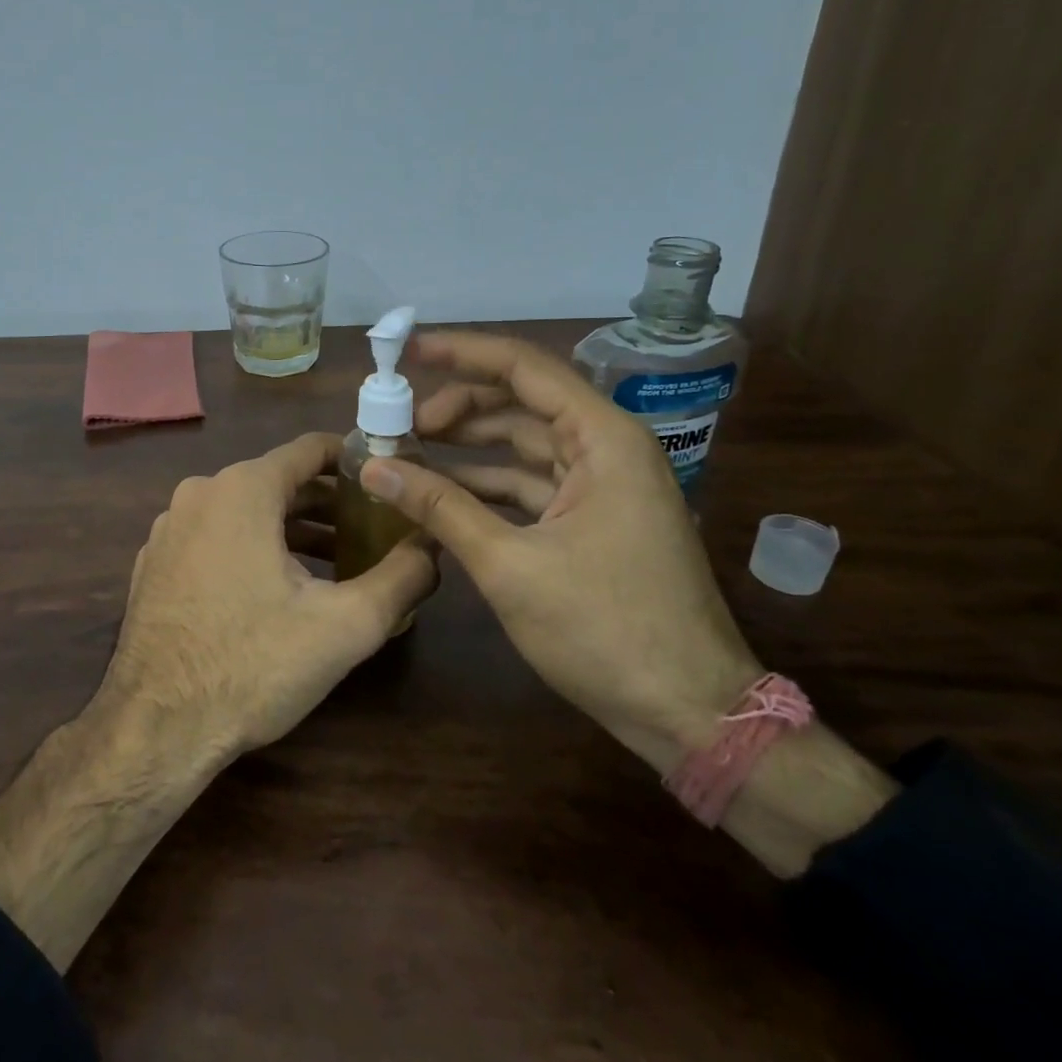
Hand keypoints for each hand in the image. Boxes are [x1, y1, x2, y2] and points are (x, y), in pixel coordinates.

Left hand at [102, 431, 436, 761]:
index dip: (356, 460)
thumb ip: (403, 576)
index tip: (390, 480)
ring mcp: (170, 528)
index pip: (310, 450)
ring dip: (294, 531)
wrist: (156, 727)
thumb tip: (436, 545)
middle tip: (375, 531)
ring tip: (339, 564)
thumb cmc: (253, 665)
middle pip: (279, 482)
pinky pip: (215, 537)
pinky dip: (253, 548)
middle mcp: (199, 494)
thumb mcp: (345, 625)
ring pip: (246, 512)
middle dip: (330, 504)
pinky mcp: (156, 563)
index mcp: (242, 489)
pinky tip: (279, 590)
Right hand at [359, 331, 763, 767]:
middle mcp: (606, 450)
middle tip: (397, 422)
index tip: (405, 348)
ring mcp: (601, 488)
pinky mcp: (592, 523)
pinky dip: (484, 486)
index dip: (460, 352)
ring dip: (466, 448)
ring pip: (521, 446)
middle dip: (456, 407)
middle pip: (520, 403)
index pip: (524, 368)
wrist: (688, 713)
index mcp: (602, 439)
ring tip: (405, 452)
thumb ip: (440, 507)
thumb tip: (373, 467)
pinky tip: (439, 494)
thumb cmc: (605, 630)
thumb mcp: (509, 564)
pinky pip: (529, 486)